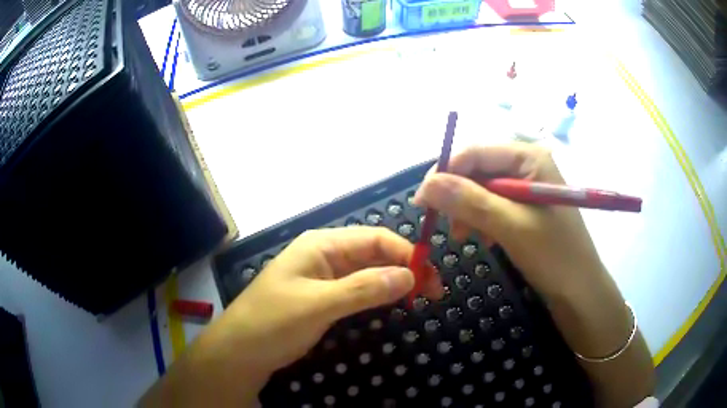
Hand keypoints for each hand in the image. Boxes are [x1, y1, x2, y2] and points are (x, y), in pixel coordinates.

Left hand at [139, 227, 442, 407]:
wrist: (240, 351)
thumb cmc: (272, 322)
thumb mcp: (318, 305)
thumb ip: (363, 289)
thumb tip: (410, 275)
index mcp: (321, 245)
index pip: (374, 239)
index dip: (406, 254)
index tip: (431, 278)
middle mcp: (325, 255)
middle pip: (374, 254)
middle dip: (405, 269)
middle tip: (433, 293)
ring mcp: (324, 277)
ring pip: (368, 273)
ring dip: (393, 283)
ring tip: (420, 299)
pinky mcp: (324, 298)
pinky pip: (358, 290)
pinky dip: (377, 296)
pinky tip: (392, 304)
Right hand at [414, 143, 603, 298]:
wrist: (579, 292)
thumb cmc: (554, 256)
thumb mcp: (511, 227)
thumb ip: (470, 202)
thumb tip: (426, 185)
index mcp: (529, 158)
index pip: (476, 152)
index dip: (445, 172)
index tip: (422, 201)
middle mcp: (526, 166)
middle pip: (477, 170)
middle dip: (456, 195)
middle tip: (440, 223)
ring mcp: (525, 187)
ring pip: (480, 189)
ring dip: (466, 210)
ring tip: (461, 235)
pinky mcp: (523, 208)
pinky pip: (491, 206)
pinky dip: (479, 220)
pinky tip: (481, 238)